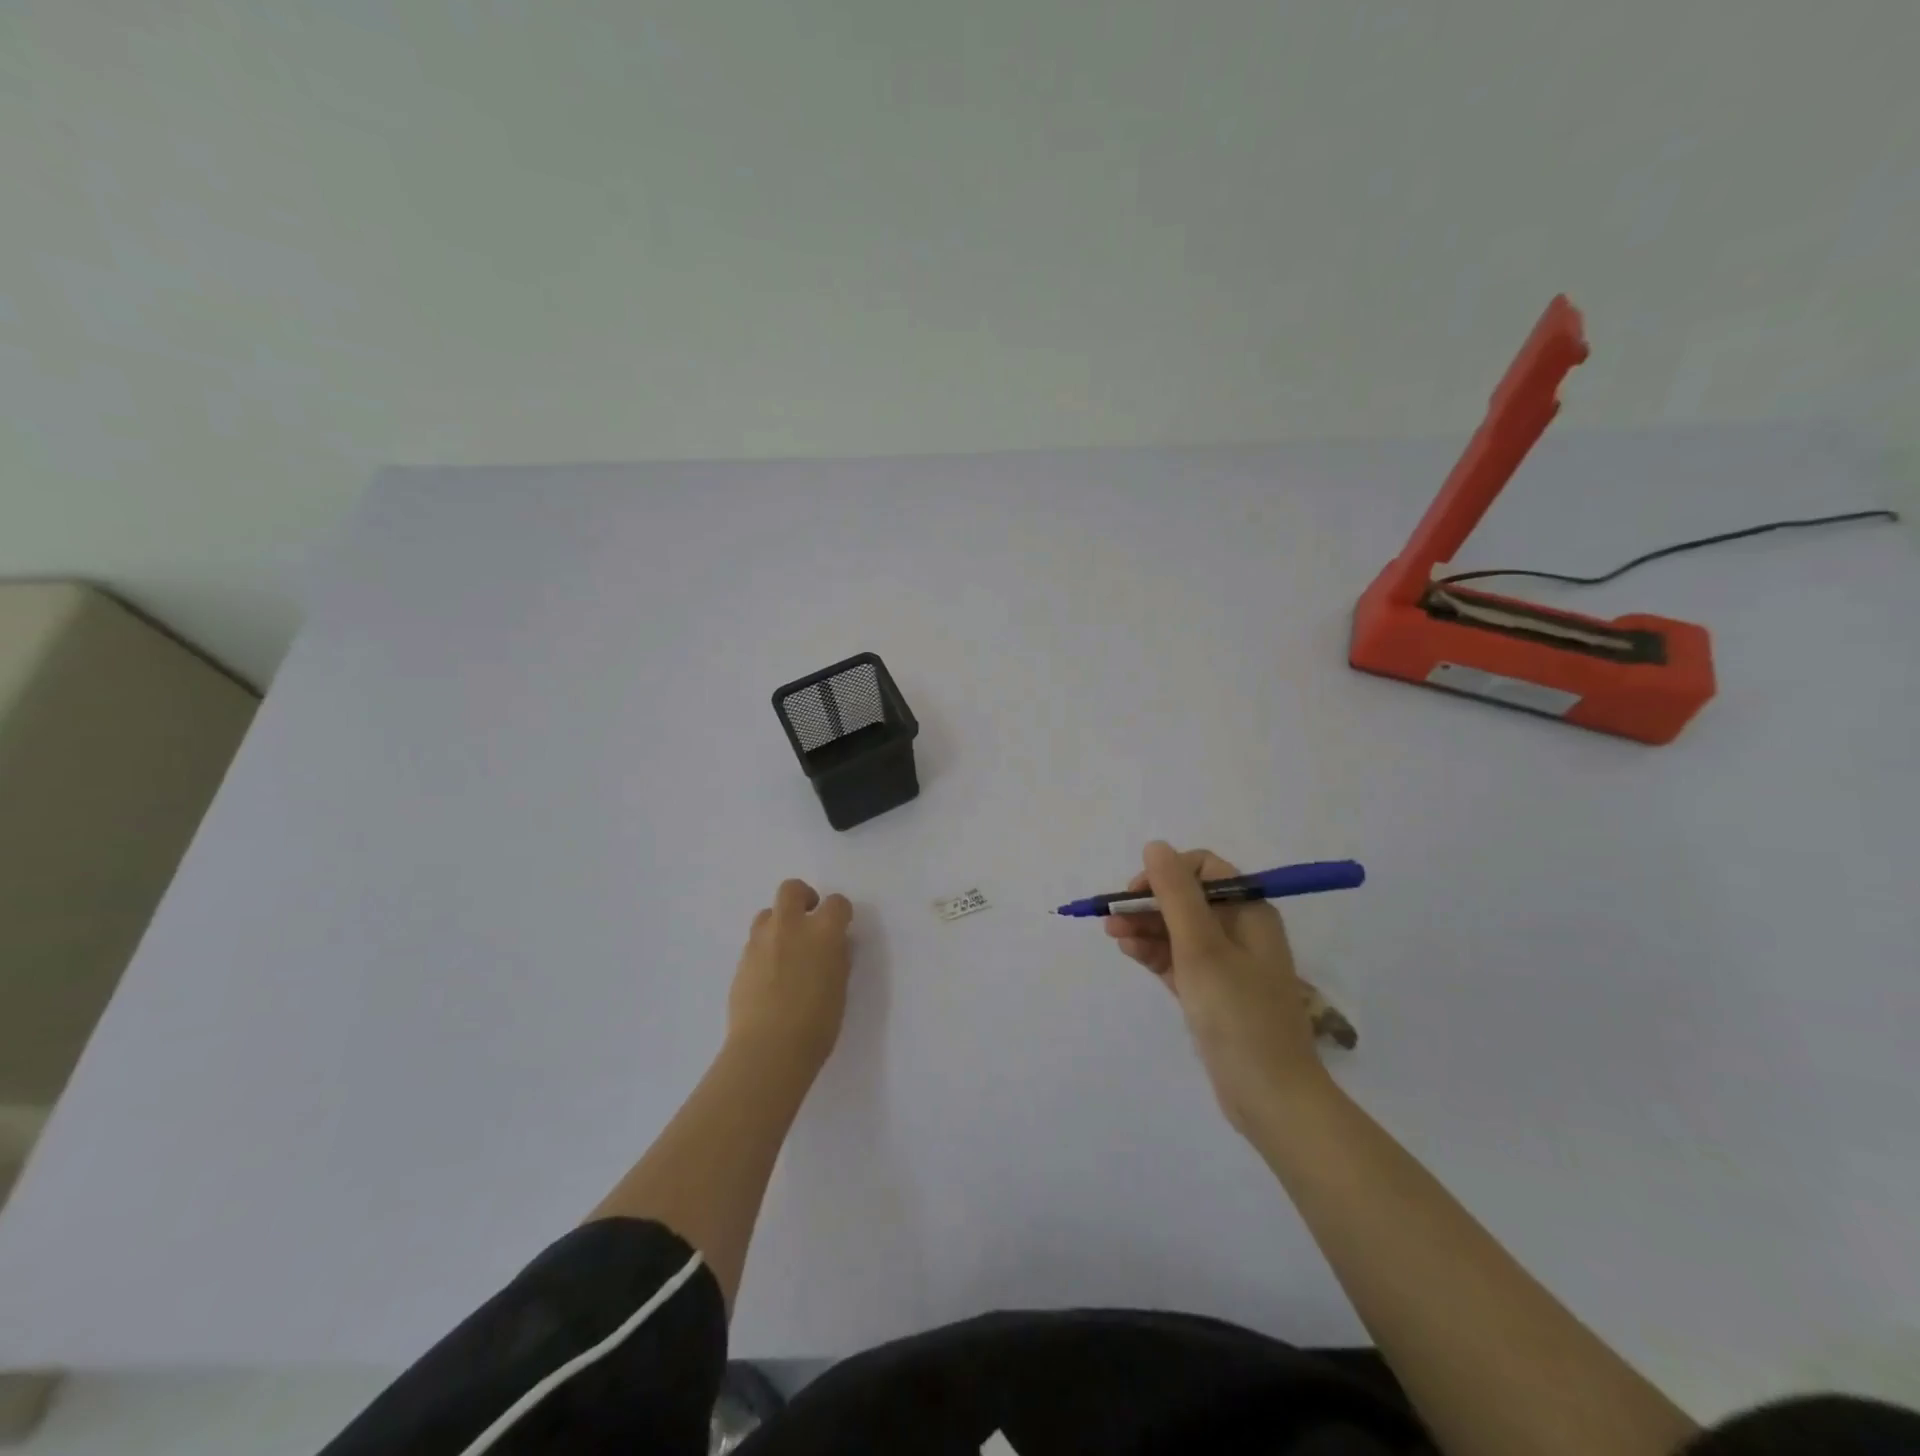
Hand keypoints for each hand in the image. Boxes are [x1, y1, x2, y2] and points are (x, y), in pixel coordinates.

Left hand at [727, 879, 853, 1072]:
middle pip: (792, 889)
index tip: (841, 926)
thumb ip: (836, 957)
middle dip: (803, 897)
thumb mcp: (840, 987)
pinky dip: (765, 949)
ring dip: (779, 923)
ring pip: (767, 913)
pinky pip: (755, 942)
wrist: (768, 1050)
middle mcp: (790, 926)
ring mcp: (761, 941)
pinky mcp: (741, 960)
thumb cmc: (817, 1024)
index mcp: (823, 932)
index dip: (840, 913)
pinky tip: (770, 975)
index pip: (837, 903)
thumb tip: (832, 946)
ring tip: (785, 949)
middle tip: (809, 919)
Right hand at [1106, 842, 1330, 1132]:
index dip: (1167, 873)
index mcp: (1249, 912)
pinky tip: (1129, 952)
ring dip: (1145, 927)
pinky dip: (1155, 953)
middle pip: (1187, 900)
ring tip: (1111, 934)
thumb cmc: (1238, 1013)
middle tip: (1111, 917)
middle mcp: (1240, 931)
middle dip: (1149, 903)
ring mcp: (1227, 964)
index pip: (1204, 870)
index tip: (1137, 892)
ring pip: (1179, 931)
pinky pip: (1179, 960)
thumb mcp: (1201, 947)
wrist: (1271, 1097)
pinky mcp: (1213, 993)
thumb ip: (1176, 894)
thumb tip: (1156, 846)